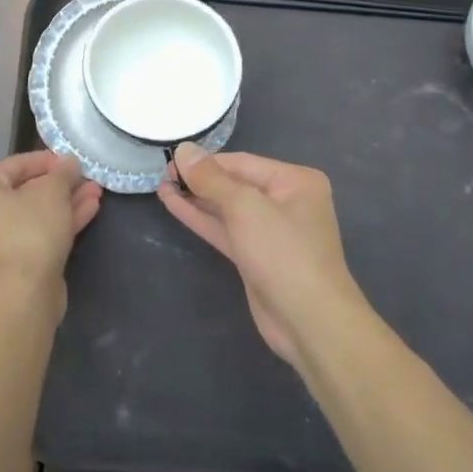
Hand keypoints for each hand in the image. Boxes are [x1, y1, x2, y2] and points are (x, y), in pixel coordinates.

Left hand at [0, 152, 100, 304]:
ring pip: (35, 214)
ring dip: (66, 203)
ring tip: (96, 192)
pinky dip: (60, 222)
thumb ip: (62, 172)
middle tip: (86, 178)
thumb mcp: (52, 192)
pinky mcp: (12, 264)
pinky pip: (37, 234)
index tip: (72, 160)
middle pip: (26, 191)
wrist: (24, 296)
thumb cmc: (31, 231)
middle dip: (60, 185)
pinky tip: (90, 210)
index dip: (47, 160)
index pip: (15, 165)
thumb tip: (69, 162)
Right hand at [158, 146, 364, 372]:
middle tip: (163, 173)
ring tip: (162, 186)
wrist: (309, 322)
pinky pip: (226, 230)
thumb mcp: (245, 207)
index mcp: (295, 181)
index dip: (205, 161)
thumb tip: (183, 149)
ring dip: (196, 199)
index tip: (170, 158)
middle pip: (235, 184)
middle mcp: (286, 201)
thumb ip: (211, 179)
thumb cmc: (283, 252)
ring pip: (227, 209)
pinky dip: (202, 219)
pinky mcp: (256, 257)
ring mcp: (271, 232)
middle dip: (199, 180)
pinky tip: (174, 205)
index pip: (242, 162)